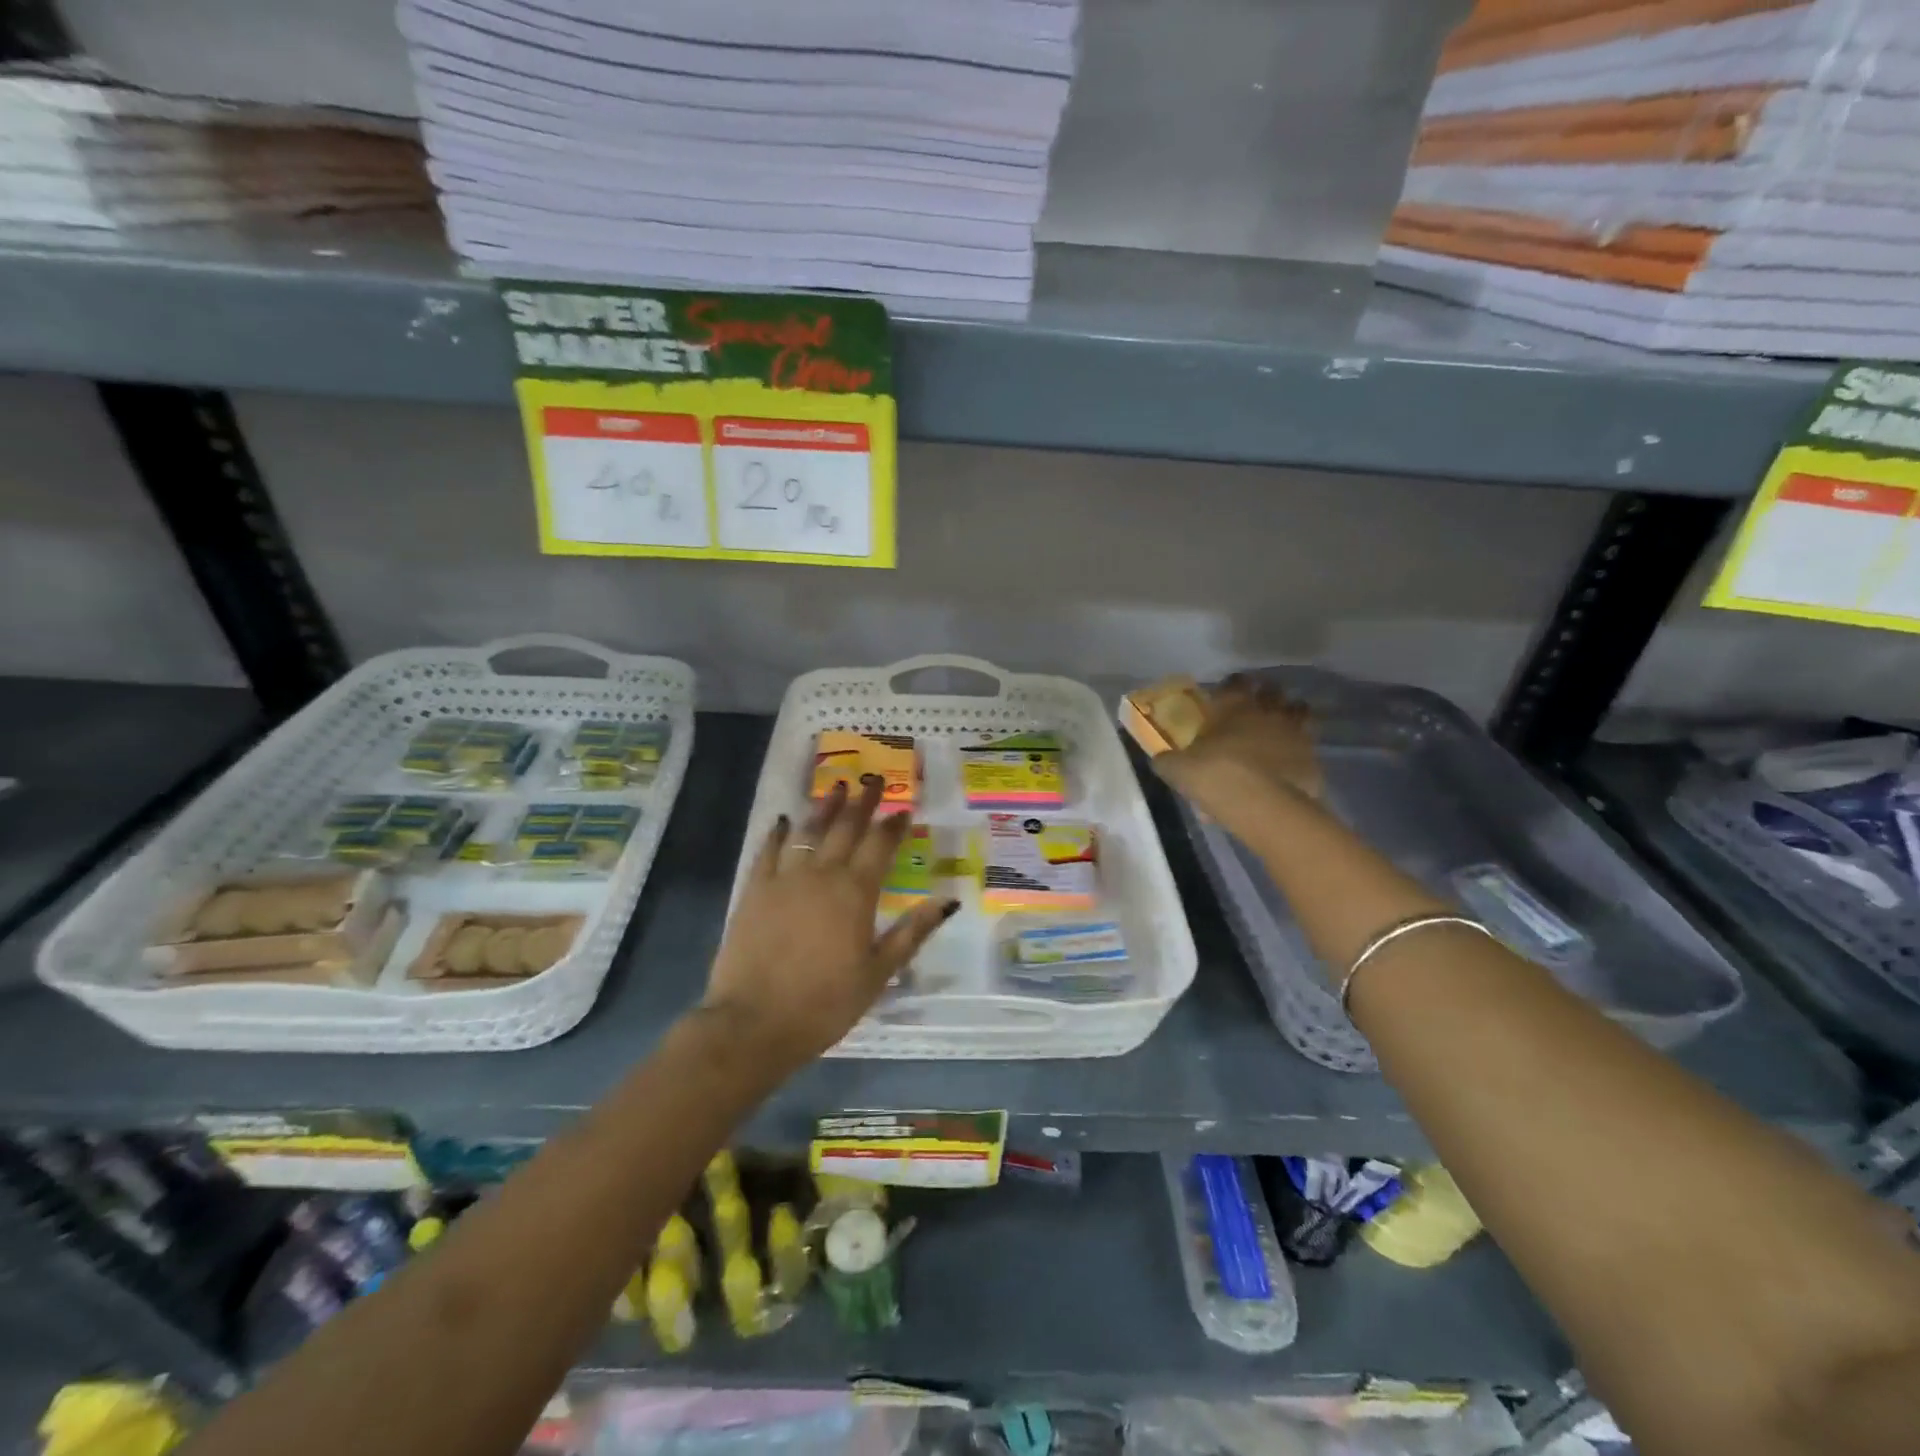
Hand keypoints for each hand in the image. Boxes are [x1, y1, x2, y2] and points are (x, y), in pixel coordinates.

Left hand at [701, 778, 958, 1070]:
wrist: (754, 1023)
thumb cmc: (825, 1004)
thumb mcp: (878, 974)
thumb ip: (912, 933)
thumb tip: (947, 902)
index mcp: (856, 893)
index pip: (880, 846)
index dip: (893, 825)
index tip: (903, 810)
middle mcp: (822, 875)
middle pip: (846, 828)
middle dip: (863, 802)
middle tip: (874, 780)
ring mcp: (785, 879)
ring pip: (809, 831)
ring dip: (825, 806)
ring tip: (837, 786)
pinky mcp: (754, 890)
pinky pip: (768, 851)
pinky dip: (779, 833)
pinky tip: (784, 820)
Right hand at [1154, 674, 1322, 829]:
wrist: (1264, 807)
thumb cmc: (1216, 776)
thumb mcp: (1178, 770)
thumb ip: (1168, 761)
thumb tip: (1160, 759)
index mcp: (1234, 705)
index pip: (1236, 681)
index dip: (1232, 685)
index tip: (1226, 694)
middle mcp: (1268, 710)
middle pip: (1273, 691)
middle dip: (1266, 697)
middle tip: (1254, 711)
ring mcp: (1296, 733)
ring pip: (1300, 712)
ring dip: (1290, 717)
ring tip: (1277, 732)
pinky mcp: (1313, 758)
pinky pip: (1308, 746)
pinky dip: (1300, 751)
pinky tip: (1288, 765)